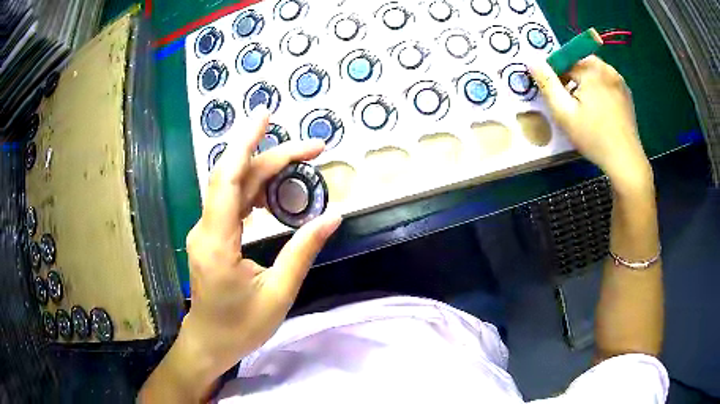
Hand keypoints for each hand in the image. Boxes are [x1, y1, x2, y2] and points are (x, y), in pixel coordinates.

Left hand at [181, 108, 340, 382]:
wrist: (209, 342)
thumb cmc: (241, 327)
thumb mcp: (278, 294)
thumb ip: (302, 252)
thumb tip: (331, 217)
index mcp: (217, 242)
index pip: (229, 178)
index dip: (246, 142)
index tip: (267, 115)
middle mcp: (206, 228)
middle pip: (235, 176)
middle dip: (273, 155)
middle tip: (314, 149)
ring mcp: (205, 230)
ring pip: (233, 186)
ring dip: (265, 171)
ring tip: (301, 165)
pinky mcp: (210, 236)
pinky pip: (232, 202)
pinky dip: (256, 189)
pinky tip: (277, 193)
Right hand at [529, 56, 651, 190]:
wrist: (626, 161)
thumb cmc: (594, 137)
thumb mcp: (564, 112)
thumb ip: (547, 83)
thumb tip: (532, 60)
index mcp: (592, 68)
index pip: (564, 59)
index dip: (555, 75)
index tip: (555, 95)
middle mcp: (608, 68)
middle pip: (580, 64)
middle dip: (571, 79)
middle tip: (569, 104)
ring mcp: (620, 80)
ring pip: (593, 74)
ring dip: (584, 84)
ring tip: (584, 110)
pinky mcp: (626, 93)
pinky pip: (606, 83)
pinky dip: (598, 91)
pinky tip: (599, 112)